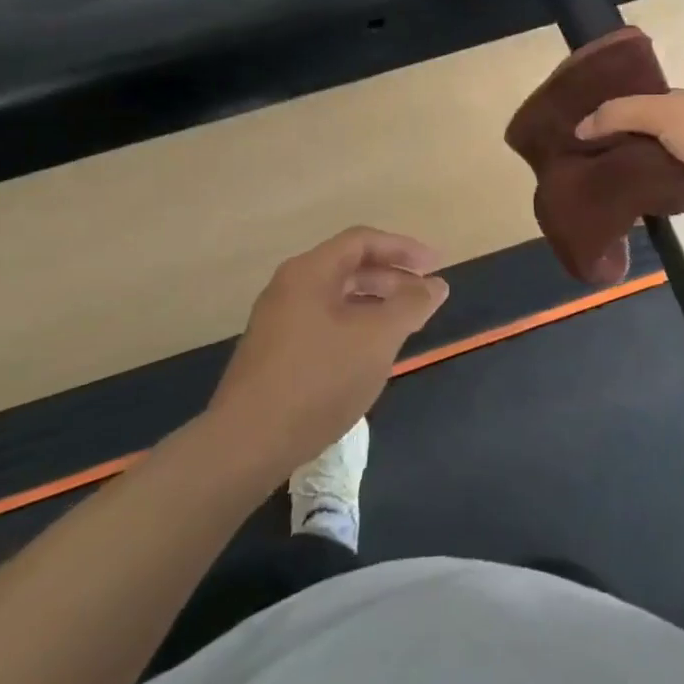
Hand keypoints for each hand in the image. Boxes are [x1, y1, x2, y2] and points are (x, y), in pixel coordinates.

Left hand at [208, 227, 449, 479]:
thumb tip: (435, 284)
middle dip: (392, 278)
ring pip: (337, 298)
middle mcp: (289, 287)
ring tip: (405, 326)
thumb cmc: (320, 378)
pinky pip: (324, 323)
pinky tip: (370, 354)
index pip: (363, 241)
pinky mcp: (274, 353)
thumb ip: (411, 304)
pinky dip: (355, 326)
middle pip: (349, 267)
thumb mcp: (378, 337)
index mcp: (310, 272)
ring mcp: (278, 321)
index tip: (436, 265)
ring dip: (375, 304)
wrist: (248, 443)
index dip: (404, 248)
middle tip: (425, 297)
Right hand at [577, 89, 683, 222]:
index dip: (615, 115)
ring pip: (659, 170)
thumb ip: (619, 115)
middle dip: (623, 151)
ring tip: (601, 192)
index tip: (585, 132)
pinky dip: (656, 203)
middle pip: (649, 139)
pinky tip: (629, 211)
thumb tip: (580, 128)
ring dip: (638, 180)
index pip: (642, 105)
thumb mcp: (661, 113)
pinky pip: (673, 198)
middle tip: (586, 167)